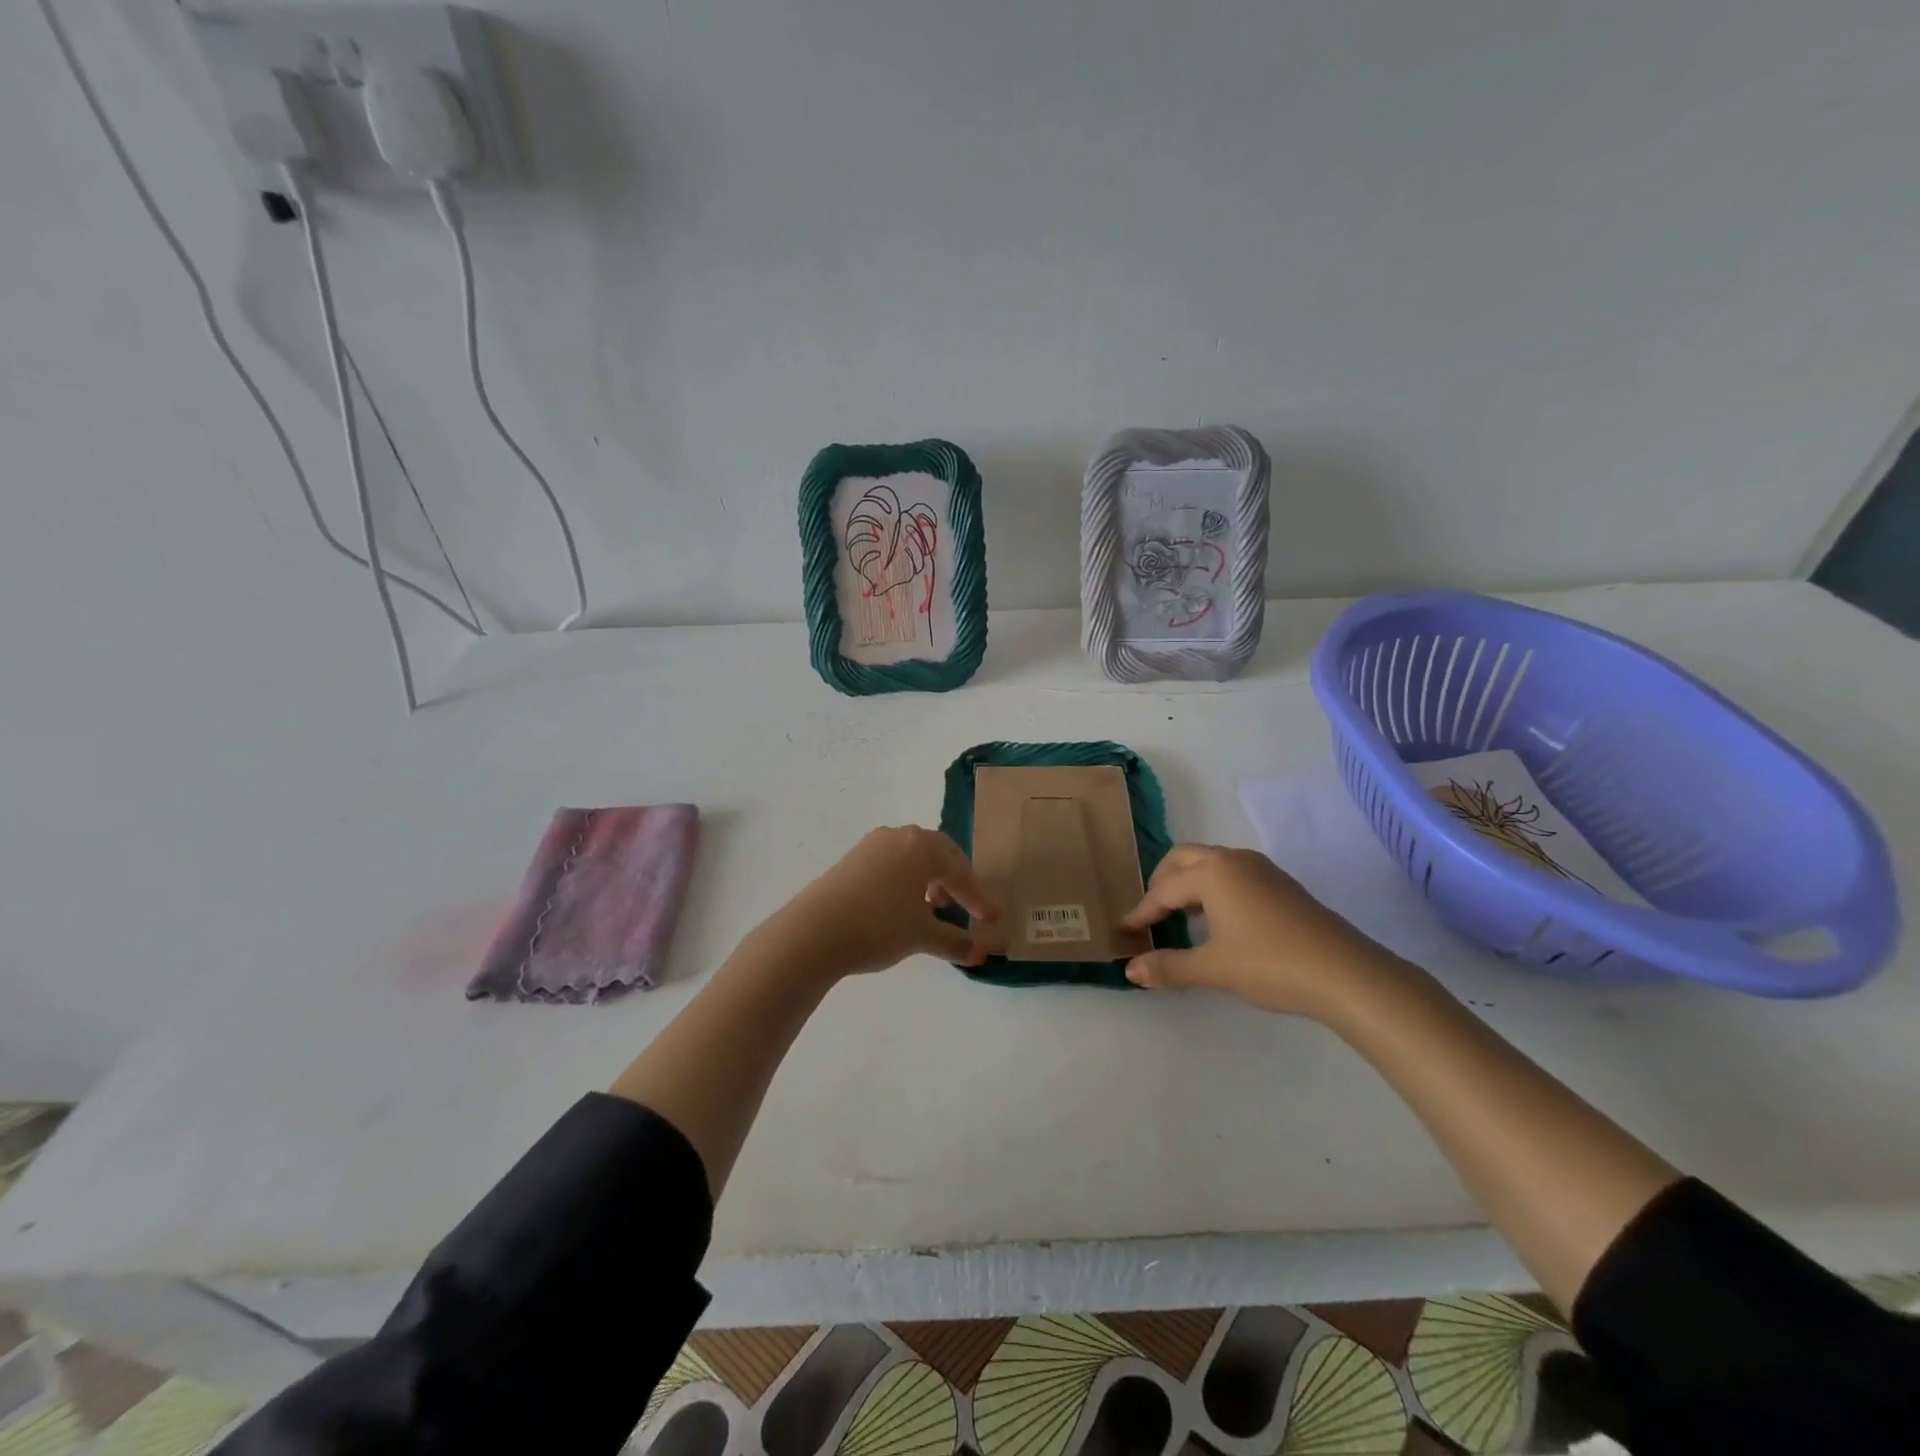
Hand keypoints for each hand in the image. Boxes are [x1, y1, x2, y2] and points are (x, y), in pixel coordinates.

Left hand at [758, 826, 997, 979]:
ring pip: (911, 857)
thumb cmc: (879, 926)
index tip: (989, 920)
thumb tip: (979, 953)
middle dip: (955, 880)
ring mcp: (871, 846)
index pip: (959, 869)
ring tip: (932, 907)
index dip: (977, 896)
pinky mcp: (850, 860)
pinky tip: (901, 907)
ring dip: (928, 879)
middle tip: (965, 905)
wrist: (813, 932)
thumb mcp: (922, 936)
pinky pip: (890, 864)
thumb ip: (954, 942)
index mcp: (921, 846)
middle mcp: (898, 837)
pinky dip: (905, 882)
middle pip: (937, 853)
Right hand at [1120, 844, 1388, 1015]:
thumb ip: (1169, 966)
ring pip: (1211, 863)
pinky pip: (1233, 873)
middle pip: (1184, 858)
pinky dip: (1213, 887)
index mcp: (1212, 873)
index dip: (1142, 911)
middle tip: (1151, 912)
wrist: (1345, 973)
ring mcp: (1261, 869)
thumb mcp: (1214, 969)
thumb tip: (1130, 970)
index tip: (1125, 929)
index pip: (1164, 889)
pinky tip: (1219, 920)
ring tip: (1180, 916)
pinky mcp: (1281, 884)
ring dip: (1189, 882)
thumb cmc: (1271, 964)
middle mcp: (1234, 860)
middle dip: (1162, 882)